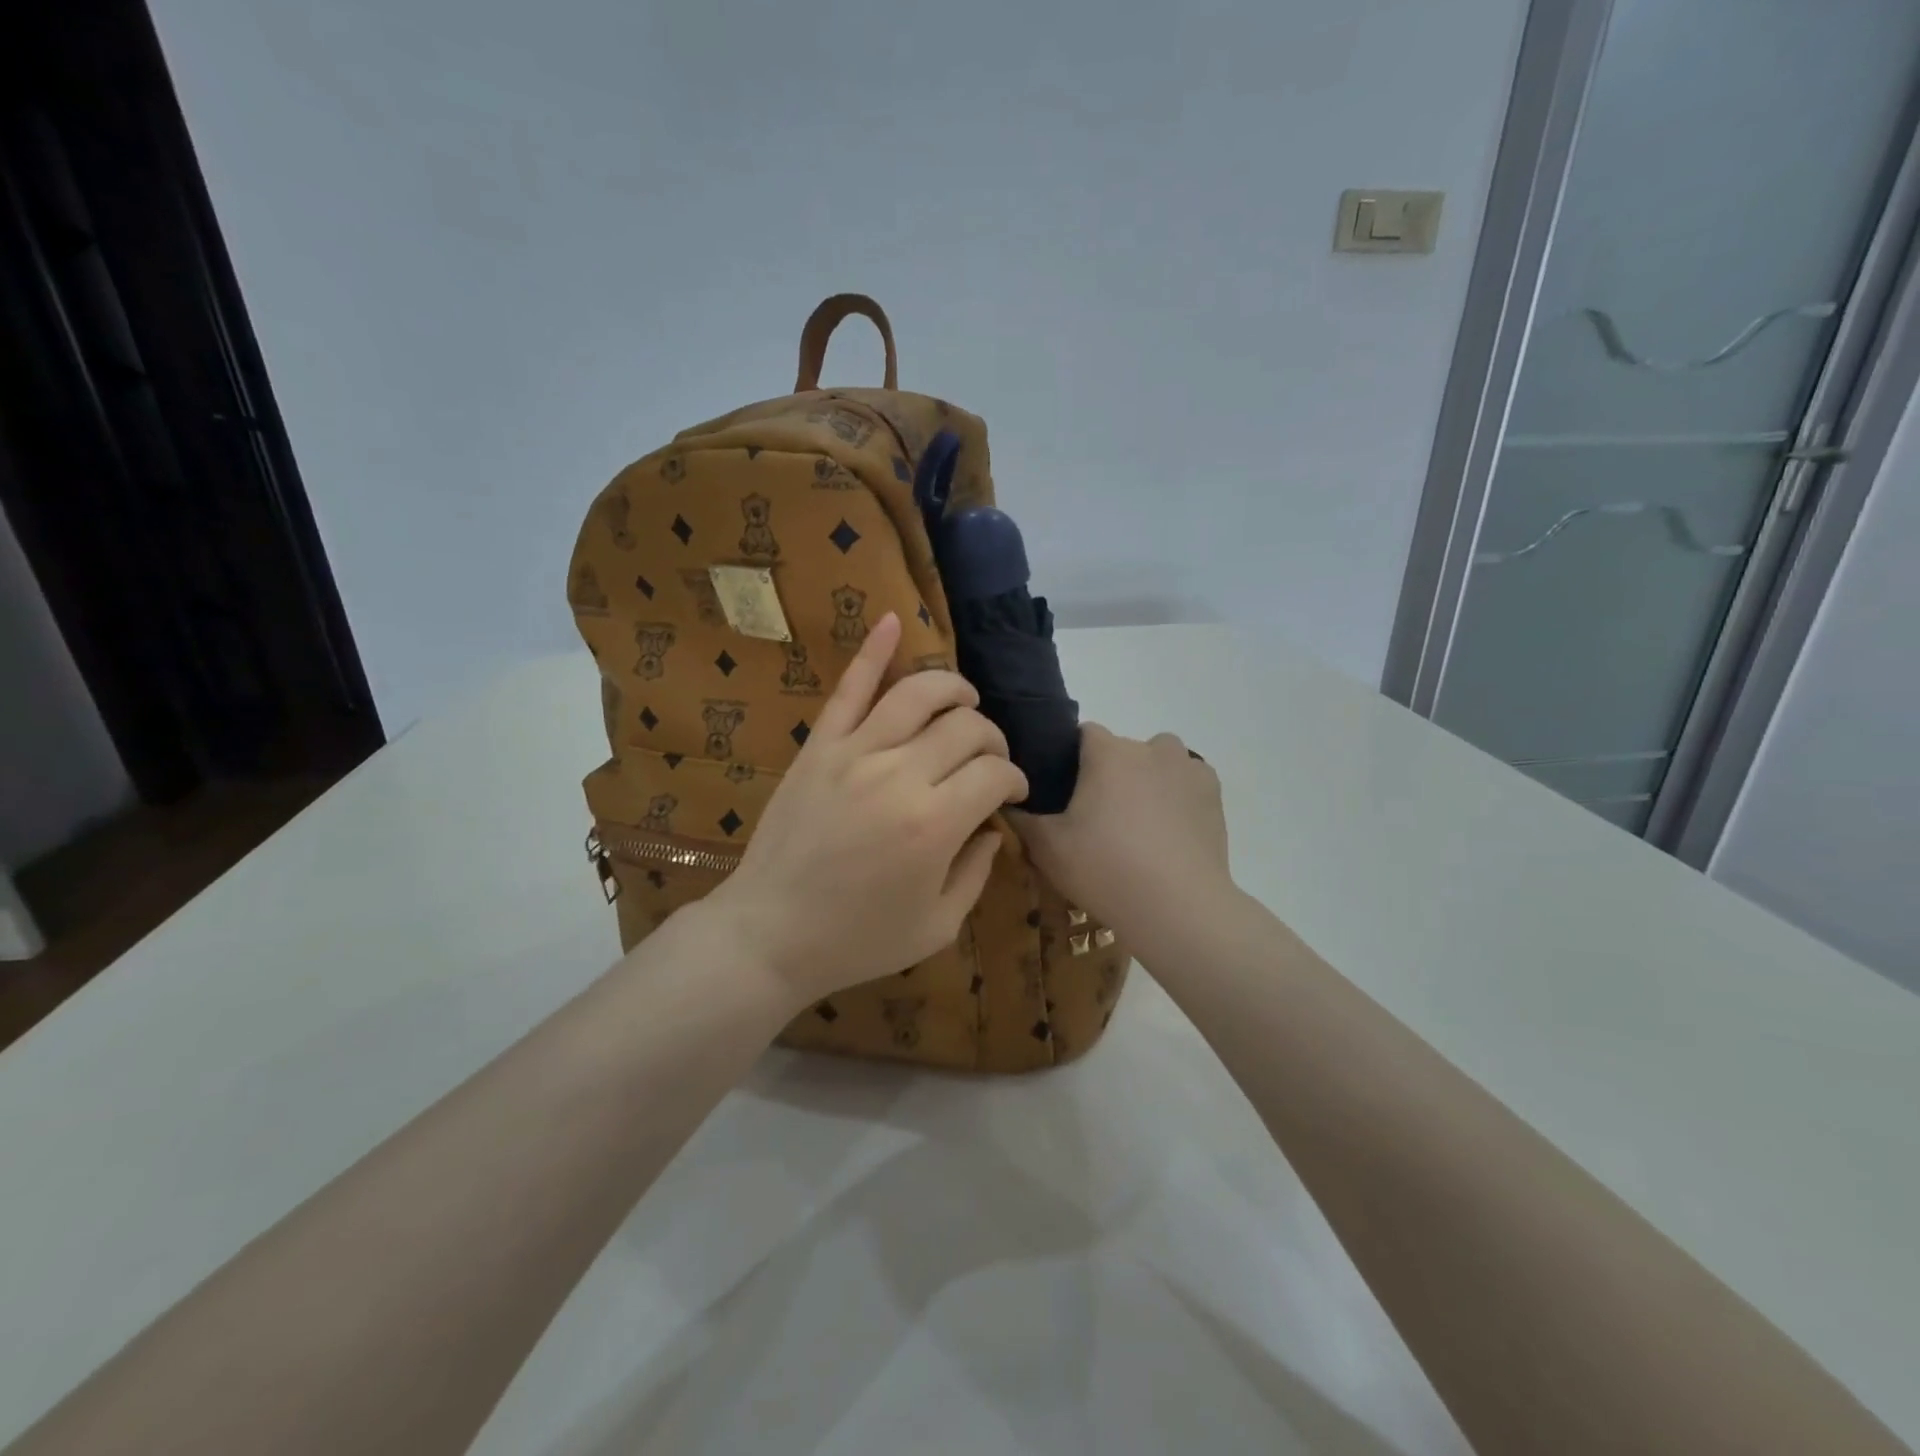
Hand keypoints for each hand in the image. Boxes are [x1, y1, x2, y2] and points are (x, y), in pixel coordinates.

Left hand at [702, 612, 1027, 1010]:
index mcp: (935, 824)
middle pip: (966, 727)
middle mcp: (900, 775)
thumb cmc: (857, 940)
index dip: (1015, 779)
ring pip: (918, 694)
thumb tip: (994, 826)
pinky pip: (848, 689)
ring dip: (953, 689)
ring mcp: (854, 753)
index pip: (995, 773)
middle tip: (990, 760)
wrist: (769, 934)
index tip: (1013, 793)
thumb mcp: (937, 925)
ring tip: (965, 701)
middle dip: (992, 739)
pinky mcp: (819, 746)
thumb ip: (977, 872)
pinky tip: (893, 621)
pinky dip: (873, 651)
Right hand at [1011, 725, 1233, 959]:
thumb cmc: (1104, 868)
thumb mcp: (1046, 848)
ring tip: (1138, 825)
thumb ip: (1020, 819)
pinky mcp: (1214, 794)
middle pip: (1122, 750)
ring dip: (1147, 780)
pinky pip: (1188, 783)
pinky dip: (1178, 798)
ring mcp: (1187, 768)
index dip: (1071, 760)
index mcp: (1107, 751)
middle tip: (1098, 819)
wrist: (1177, 907)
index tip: (1065, 792)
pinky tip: (1170, 832)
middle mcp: (1149, 748)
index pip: (1084, 734)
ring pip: (1159, 762)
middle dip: (1110, 774)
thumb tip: (1003, 801)